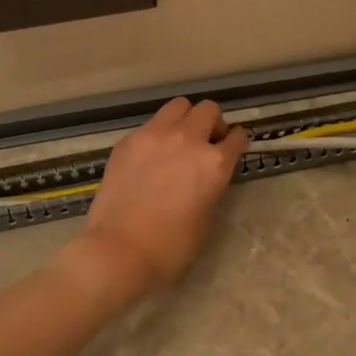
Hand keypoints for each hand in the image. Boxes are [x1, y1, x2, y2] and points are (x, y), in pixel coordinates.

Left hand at [80, 98, 248, 293]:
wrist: (119, 250)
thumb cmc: (170, 248)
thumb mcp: (206, 219)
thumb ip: (211, 188)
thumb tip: (206, 177)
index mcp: (214, 164)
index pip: (236, 138)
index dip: (236, 141)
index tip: (232, 146)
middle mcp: (188, 140)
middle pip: (209, 110)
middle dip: (213, 123)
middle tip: (206, 142)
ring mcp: (155, 135)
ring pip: (179, 105)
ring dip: (185, 118)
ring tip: (179, 139)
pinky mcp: (128, 140)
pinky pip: (150, 124)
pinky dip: (158, 133)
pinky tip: (151, 155)